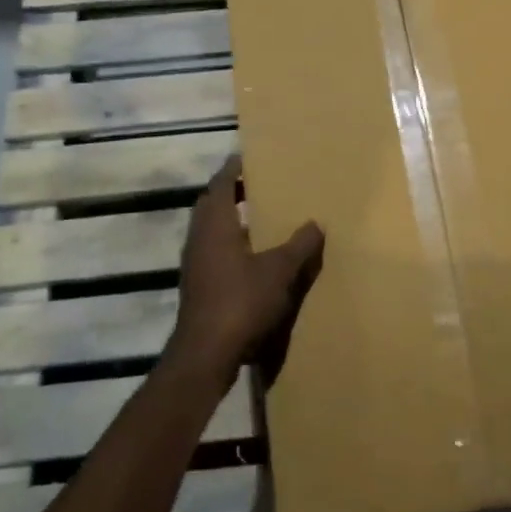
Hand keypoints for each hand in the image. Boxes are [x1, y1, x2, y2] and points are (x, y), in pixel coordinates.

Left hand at [171, 156, 323, 385]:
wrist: (206, 355)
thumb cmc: (241, 302)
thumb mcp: (280, 271)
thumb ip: (299, 246)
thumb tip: (315, 224)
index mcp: (215, 225)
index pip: (220, 184)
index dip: (232, 169)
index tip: (246, 156)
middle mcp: (199, 239)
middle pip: (211, 206)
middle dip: (230, 193)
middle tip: (256, 184)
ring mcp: (195, 265)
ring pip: (210, 231)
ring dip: (230, 221)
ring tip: (259, 217)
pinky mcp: (198, 288)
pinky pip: (213, 253)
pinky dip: (230, 245)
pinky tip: (252, 258)